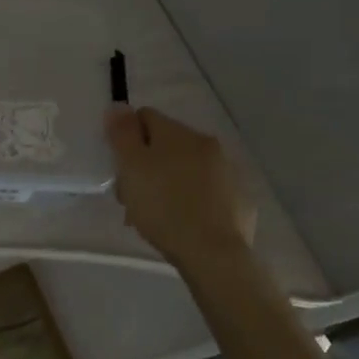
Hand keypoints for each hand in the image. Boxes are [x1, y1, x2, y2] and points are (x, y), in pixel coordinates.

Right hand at [105, 107, 255, 265]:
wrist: (213, 254)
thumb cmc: (163, 206)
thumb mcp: (131, 167)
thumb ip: (122, 133)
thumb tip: (118, 105)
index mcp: (179, 133)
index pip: (145, 117)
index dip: (126, 139)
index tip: (120, 169)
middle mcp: (207, 145)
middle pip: (166, 145)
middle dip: (146, 166)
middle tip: (132, 198)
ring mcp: (228, 172)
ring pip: (186, 169)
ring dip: (167, 184)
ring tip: (154, 217)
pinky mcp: (240, 201)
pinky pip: (207, 192)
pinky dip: (192, 201)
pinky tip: (182, 224)